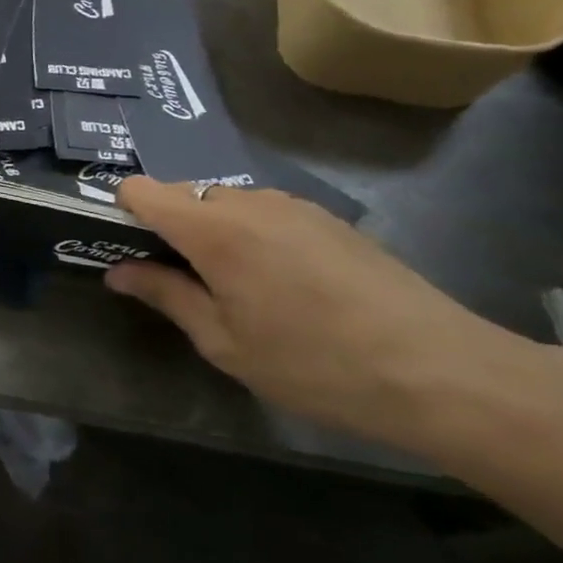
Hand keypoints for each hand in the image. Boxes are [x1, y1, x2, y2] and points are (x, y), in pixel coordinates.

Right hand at [105, 176, 542, 458]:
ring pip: (225, 204)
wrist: (444, 373)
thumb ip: (165, 295)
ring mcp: (295, 206)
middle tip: (184, 283)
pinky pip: (265, 213)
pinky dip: (252, 236)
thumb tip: (118, 271)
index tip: (129, 250)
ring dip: (212, 232)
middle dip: (169, 229)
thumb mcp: (224, 342)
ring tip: (238, 289)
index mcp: (214, 228)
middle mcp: (250, 202)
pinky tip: (284, 286)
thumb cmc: (315, 364)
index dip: (123, 212)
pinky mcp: (329, 219)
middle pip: (183, 195)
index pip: (142, 189)